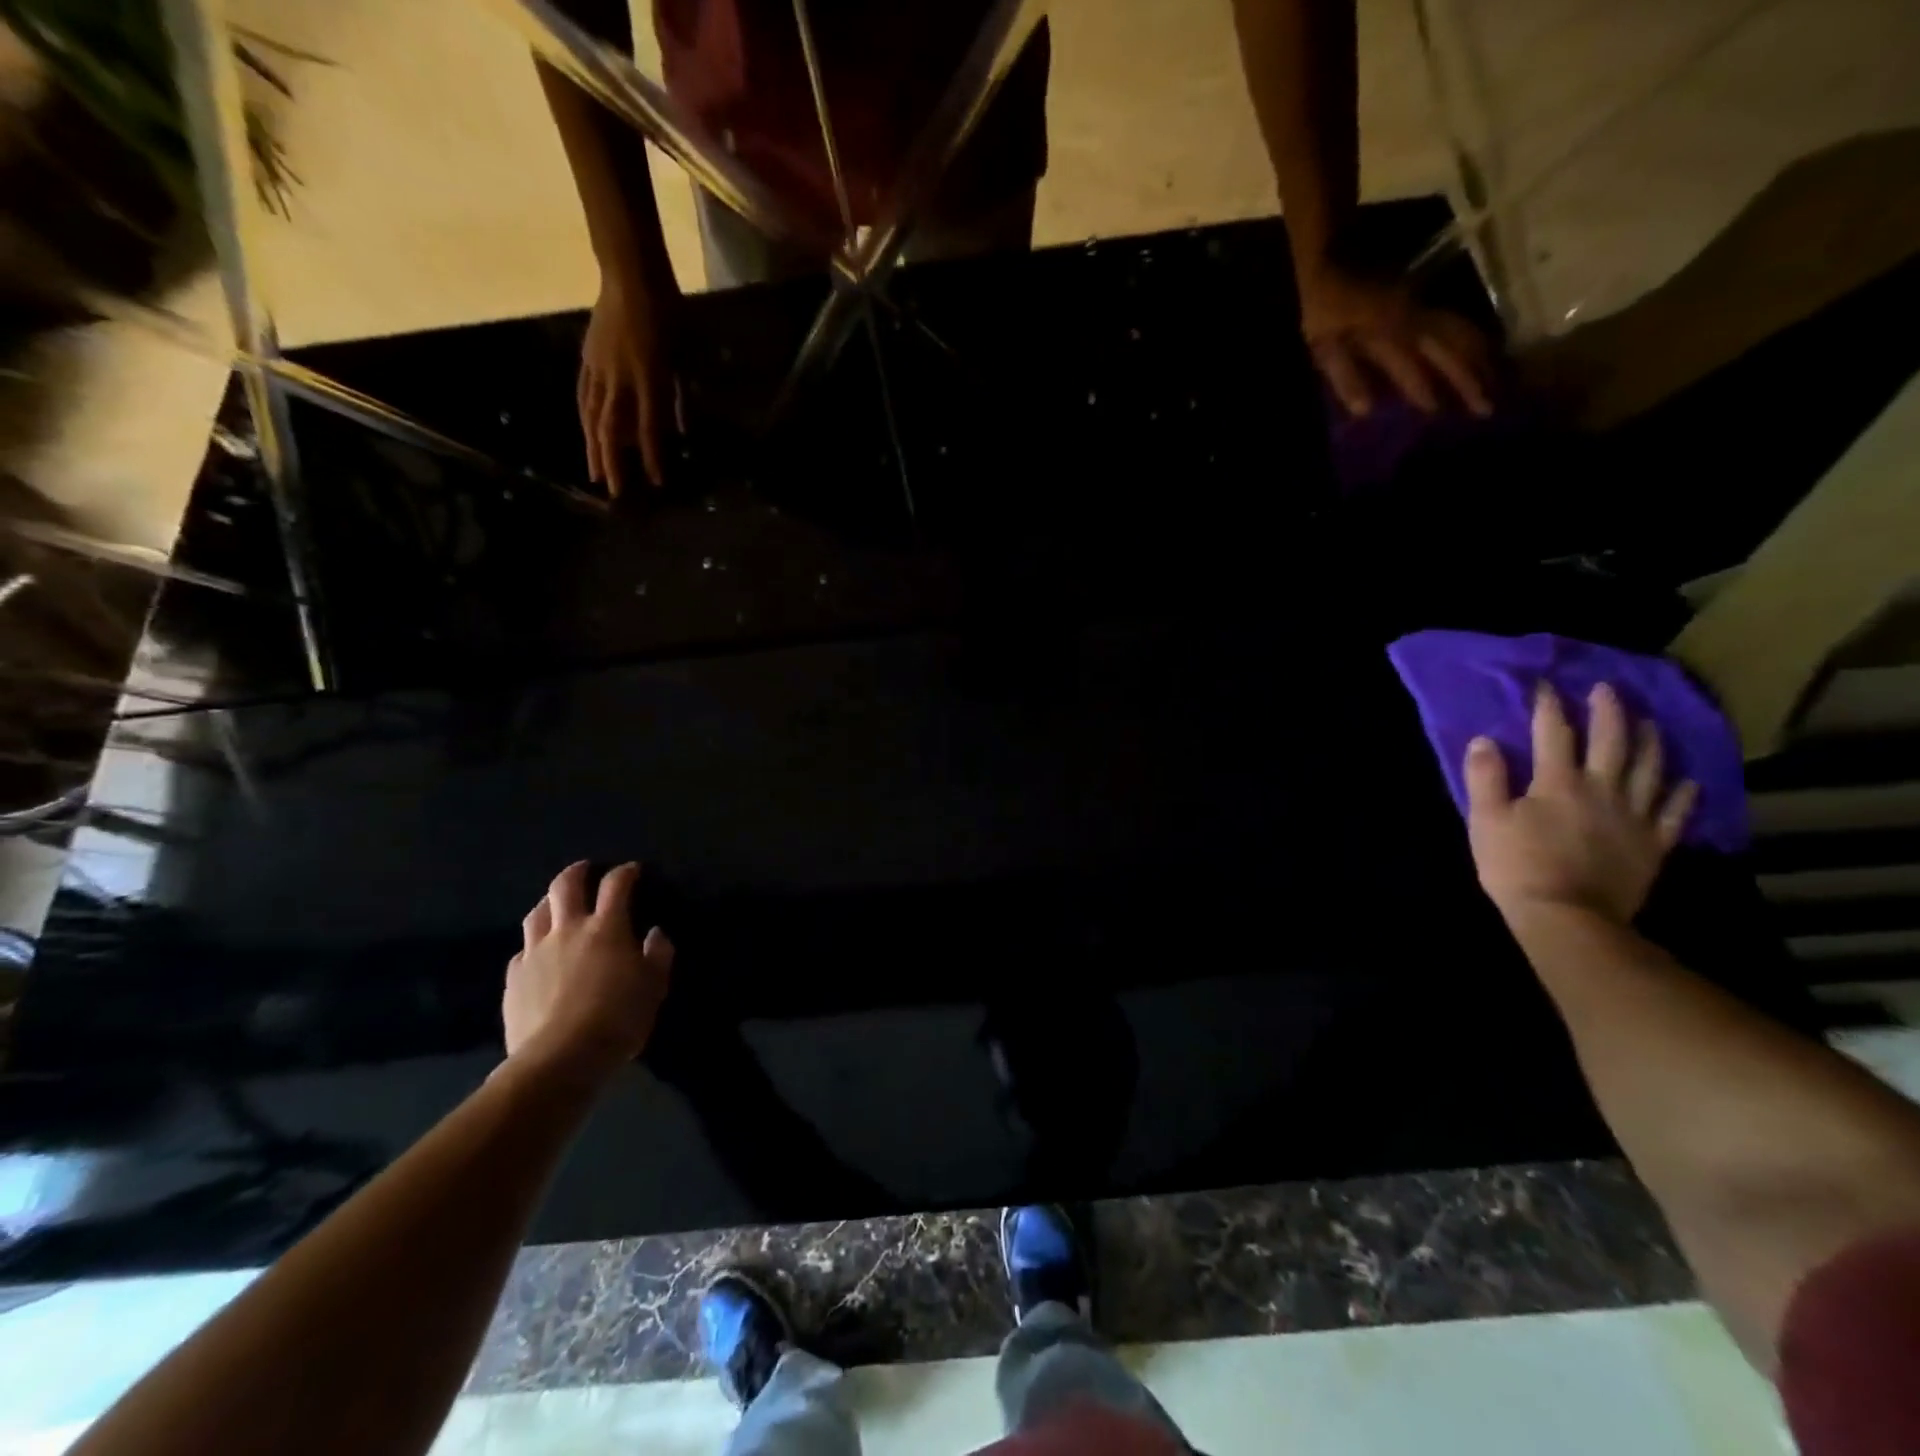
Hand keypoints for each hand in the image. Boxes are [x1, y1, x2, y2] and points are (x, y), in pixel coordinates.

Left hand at [503, 861, 672, 1079]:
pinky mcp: (514, 978)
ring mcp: (536, 952)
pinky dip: (533, 943)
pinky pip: (522, 950)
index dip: (625, 872)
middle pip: (566, 886)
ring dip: (550, 902)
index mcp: (607, 928)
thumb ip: (658, 955)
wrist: (560, 1058)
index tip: (632, 870)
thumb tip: (655, 933)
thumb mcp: (654, 987)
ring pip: (537, 913)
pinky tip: (538, 953)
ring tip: (557, 905)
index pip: (616, 885)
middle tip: (586, 870)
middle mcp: (569, 930)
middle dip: (577, 872)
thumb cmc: (617, 1019)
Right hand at [578, 272, 681, 496]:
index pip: (649, 428)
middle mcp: (621, 379)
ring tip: (595, 472)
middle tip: (615, 492)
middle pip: (612, 429)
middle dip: (614, 463)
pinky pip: (584, 394)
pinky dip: (585, 418)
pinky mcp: (588, 358)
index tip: (657, 482)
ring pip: (592, 415)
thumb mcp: (684, 358)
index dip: (652, 458)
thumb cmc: (668, 314)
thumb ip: (679, 396)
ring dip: (593, 447)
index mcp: (649, 378)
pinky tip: (585, 433)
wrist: (631, 275)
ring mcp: (600, 368)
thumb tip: (678, 431)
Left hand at [1297, 262, 1493, 418]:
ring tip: (1497, 384)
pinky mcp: (1426, 300)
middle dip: (1470, 379)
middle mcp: (1415, 319)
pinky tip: (1484, 355)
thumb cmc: (1324, 306)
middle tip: (1487, 408)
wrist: (1334, 256)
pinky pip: (1458, 322)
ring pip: (1462, 334)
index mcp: (1388, 333)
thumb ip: (1345, 377)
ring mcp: (1424, 306)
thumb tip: (1366, 410)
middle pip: (1450, 350)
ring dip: (1481, 360)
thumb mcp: (1324, 345)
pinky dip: (1475, 340)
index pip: (1413, 369)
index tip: (1441, 415)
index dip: (1426, 392)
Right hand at [1465, 682, 1698, 926]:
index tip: (1546, 685)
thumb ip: (1485, 777)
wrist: (1567, 917)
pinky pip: (1675, 812)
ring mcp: (1634, 816)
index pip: (1553, 733)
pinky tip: (1687, 780)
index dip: (1549, 706)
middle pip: (1611, 741)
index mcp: (1557, 782)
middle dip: (1609, 711)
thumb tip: (1484, 740)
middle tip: (1608, 689)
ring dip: (1650, 740)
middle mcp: (1602, 789)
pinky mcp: (1654, 843)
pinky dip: (1683, 792)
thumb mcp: (1485, 820)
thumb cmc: (1516, 866)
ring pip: (1650, 768)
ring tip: (1649, 722)